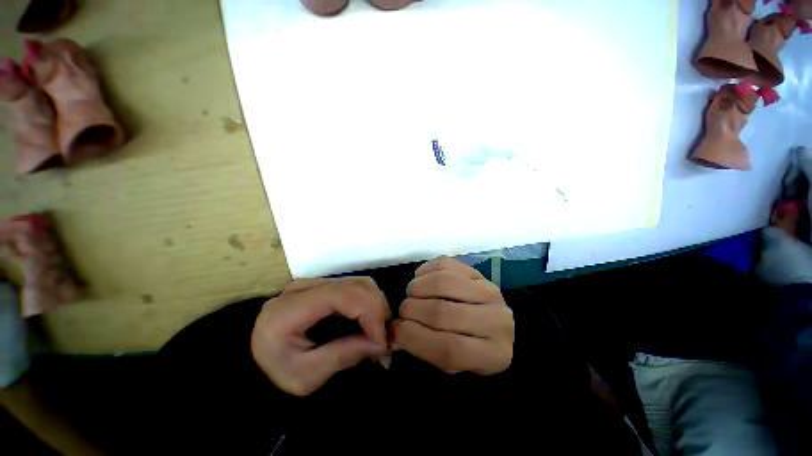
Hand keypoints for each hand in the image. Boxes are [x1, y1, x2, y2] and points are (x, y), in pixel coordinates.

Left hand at [251, 277, 389, 395]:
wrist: (254, 363)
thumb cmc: (274, 374)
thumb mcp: (305, 377)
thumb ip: (343, 356)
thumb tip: (380, 342)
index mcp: (291, 308)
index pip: (343, 295)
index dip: (370, 313)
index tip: (382, 342)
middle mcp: (305, 287)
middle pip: (357, 285)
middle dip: (378, 312)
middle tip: (384, 343)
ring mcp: (316, 283)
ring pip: (361, 284)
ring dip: (377, 308)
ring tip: (379, 336)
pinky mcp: (325, 286)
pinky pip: (357, 289)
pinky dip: (371, 306)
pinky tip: (371, 325)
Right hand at [393, 256, 513, 374]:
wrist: (497, 326)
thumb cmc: (473, 349)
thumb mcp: (455, 364)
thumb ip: (426, 350)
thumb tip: (393, 333)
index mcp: (493, 354)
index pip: (448, 348)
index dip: (414, 338)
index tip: (395, 331)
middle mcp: (496, 320)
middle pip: (442, 312)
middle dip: (411, 311)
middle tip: (402, 312)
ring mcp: (488, 290)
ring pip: (443, 282)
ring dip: (416, 288)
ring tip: (411, 294)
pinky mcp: (477, 271)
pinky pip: (444, 264)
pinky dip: (425, 271)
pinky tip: (421, 280)